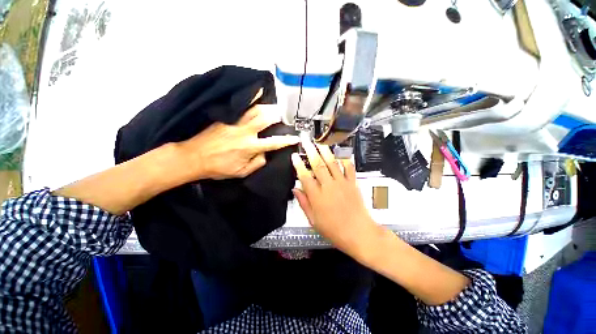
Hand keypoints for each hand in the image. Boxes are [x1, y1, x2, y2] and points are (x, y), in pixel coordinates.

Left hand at [179, 92, 298, 179]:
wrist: (193, 157)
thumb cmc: (218, 168)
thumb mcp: (241, 172)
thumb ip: (257, 163)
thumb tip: (266, 153)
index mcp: (249, 147)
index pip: (274, 142)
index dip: (287, 140)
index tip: (295, 138)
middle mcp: (245, 132)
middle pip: (266, 118)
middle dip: (278, 116)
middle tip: (285, 116)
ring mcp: (235, 122)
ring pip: (255, 109)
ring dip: (268, 107)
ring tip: (276, 106)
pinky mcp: (227, 117)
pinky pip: (242, 106)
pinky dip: (252, 99)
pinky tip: (257, 93)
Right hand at [291, 139, 377, 258]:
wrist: (359, 233)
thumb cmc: (334, 230)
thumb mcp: (314, 220)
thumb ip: (304, 203)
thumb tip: (295, 189)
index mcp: (317, 197)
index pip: (305, 177)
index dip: (298, 165)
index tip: (294, 156)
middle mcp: (329, 186)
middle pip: (318, 165)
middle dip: (311, 151)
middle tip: (306, 141)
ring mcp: (342, 183)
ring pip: (332, 163)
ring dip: (325, 151)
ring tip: (320, 141)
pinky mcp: (353, 183)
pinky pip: (349, 168)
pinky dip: (345, 160)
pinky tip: (341, 153)